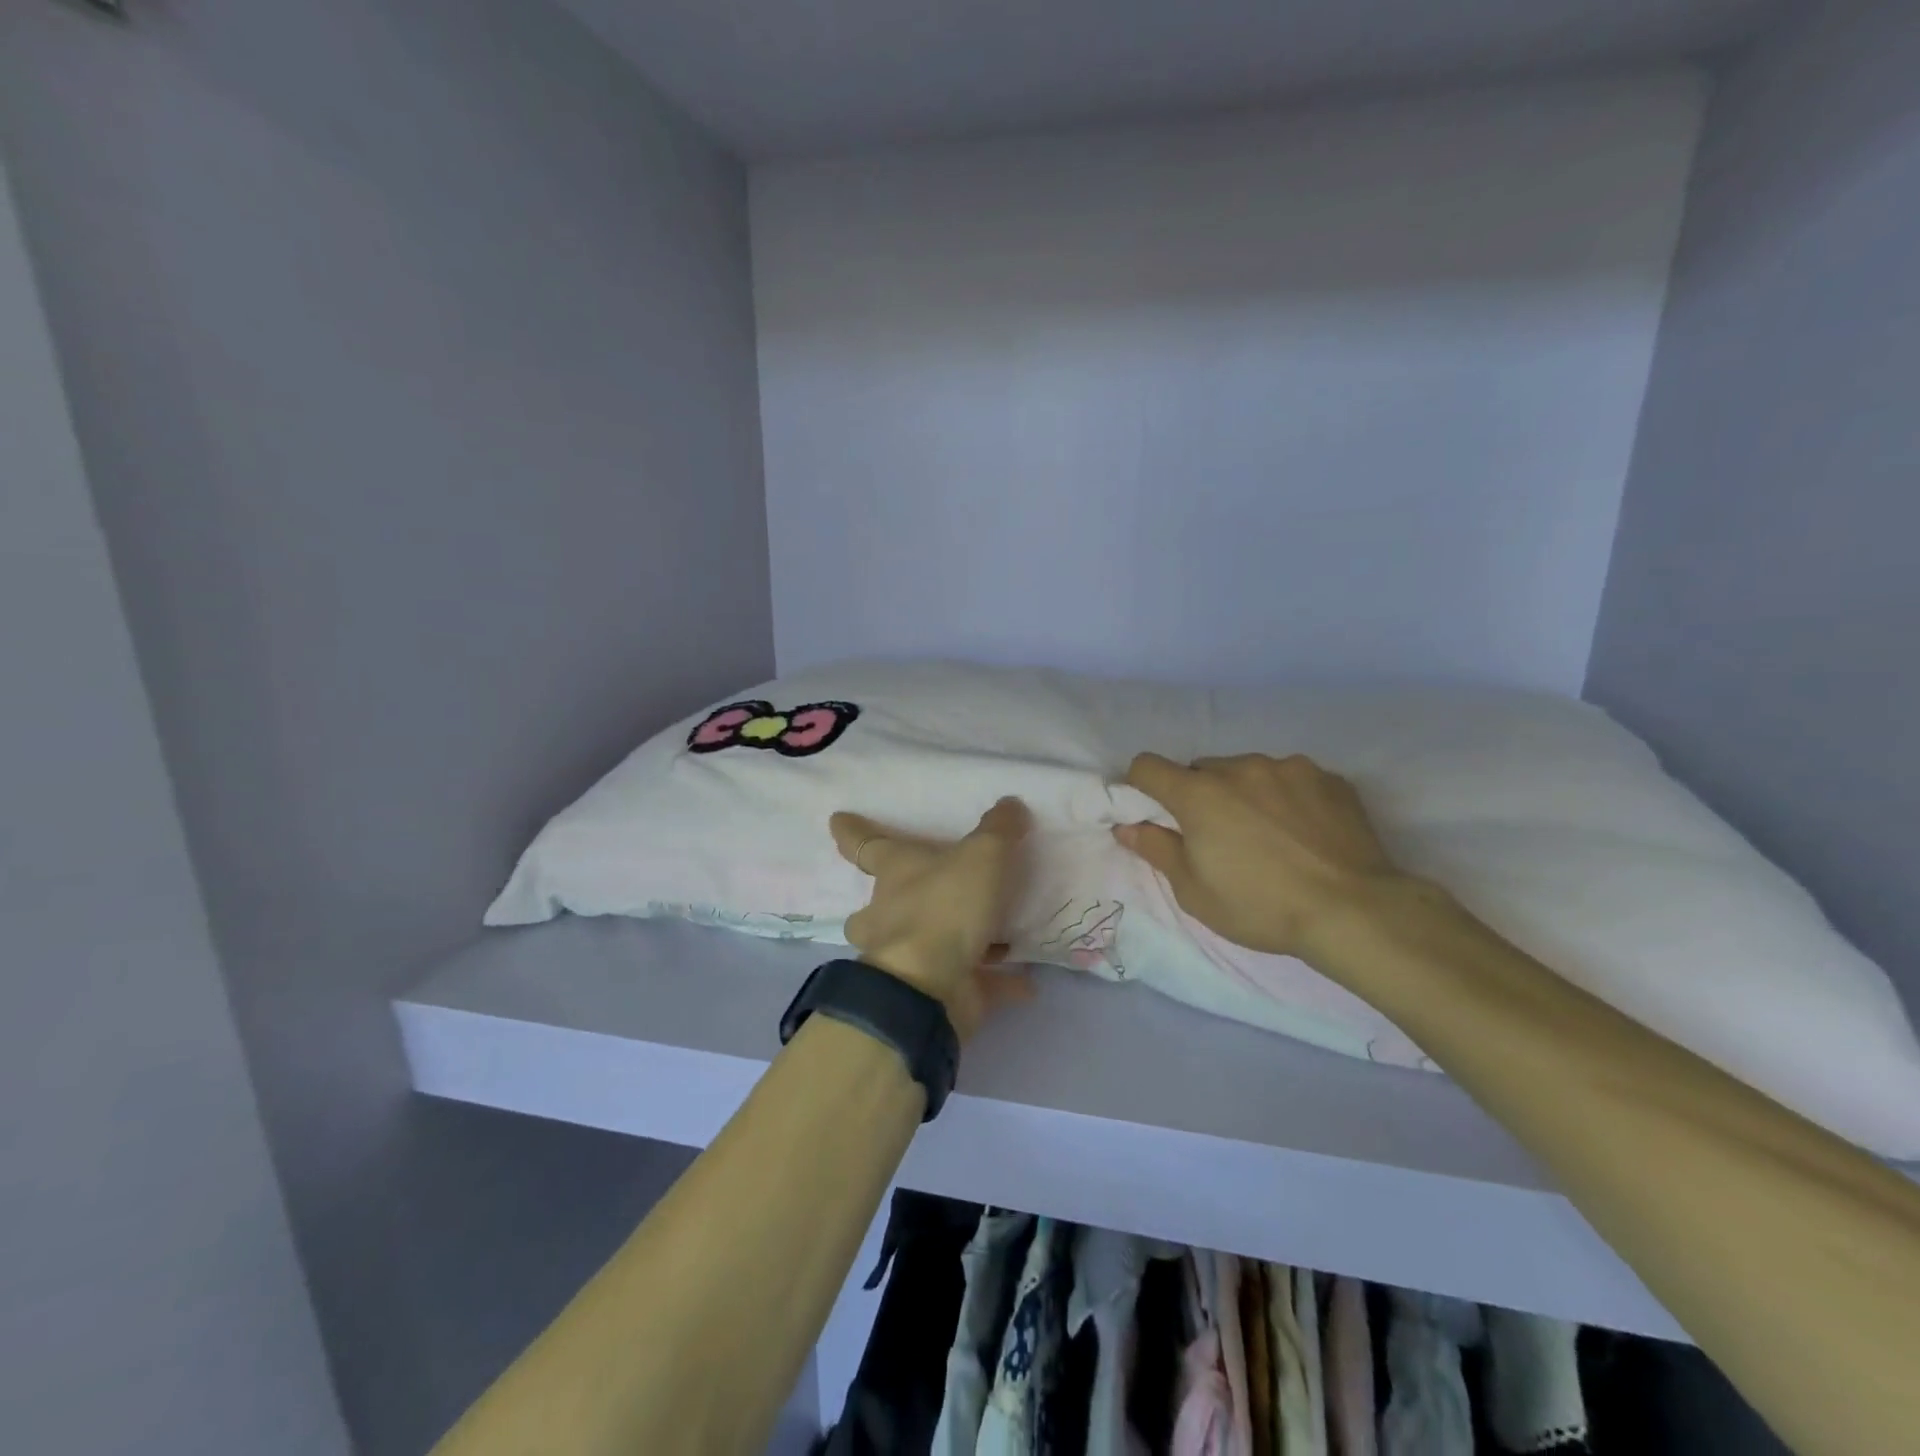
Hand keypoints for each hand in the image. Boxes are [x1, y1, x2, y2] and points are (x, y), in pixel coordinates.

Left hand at [829, 797, 1033, 1041]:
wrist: (928, 988)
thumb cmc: (945, 907)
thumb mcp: (982, 855)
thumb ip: (998, 829)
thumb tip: (1011, 805)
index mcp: (895, 873)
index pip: (865, 844)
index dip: (852, 831)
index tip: (837, 820)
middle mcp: (890, 914)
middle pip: (880, 904)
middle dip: (888, 902)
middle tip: (909, 896)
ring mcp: (906, 957)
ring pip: (917, 947)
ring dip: (945, 942)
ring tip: (984, 936)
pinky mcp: (934, 992)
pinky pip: (970, 983)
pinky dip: (996, 982)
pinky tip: (1026, 982)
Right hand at [1114, 752, 1414, 964]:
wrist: (1354, 911)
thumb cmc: (1260, 906)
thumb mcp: (1194, 891)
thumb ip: (1156, 849)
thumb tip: (1127, 826)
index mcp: (1199, 793)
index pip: (1148, 766)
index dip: (1141, 786)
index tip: (1153, 812)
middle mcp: (1240, 768)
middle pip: (1201, 770)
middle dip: (1198, 795)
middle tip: (1216, 836)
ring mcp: (1288, 768)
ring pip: (1247, 771)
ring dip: (1243, 793)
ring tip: (1268, 835)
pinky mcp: (1328, 778)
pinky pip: (1290, 778)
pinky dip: (1285, 797)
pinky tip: (1303, 832)